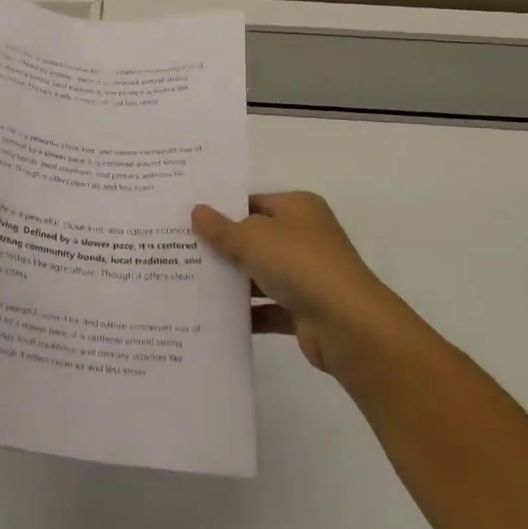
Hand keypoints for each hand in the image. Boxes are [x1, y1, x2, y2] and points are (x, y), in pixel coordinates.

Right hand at [193, 192, 401, 377]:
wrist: (348, 325)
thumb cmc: (299, 264)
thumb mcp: (251, 238)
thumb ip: (220, 228)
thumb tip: (196, 211)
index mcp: (298, 208)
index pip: (253, 202)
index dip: (222, 209)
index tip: (187, 219)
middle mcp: (305, 236)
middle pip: (255, 238)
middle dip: (222, 246)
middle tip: (179, 249)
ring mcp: (308, 275)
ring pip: (260, 273)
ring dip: (232, 281)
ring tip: (188, 281)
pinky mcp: (306, 310)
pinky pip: (268, 307)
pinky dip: (246, 312)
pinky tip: (212, 315)